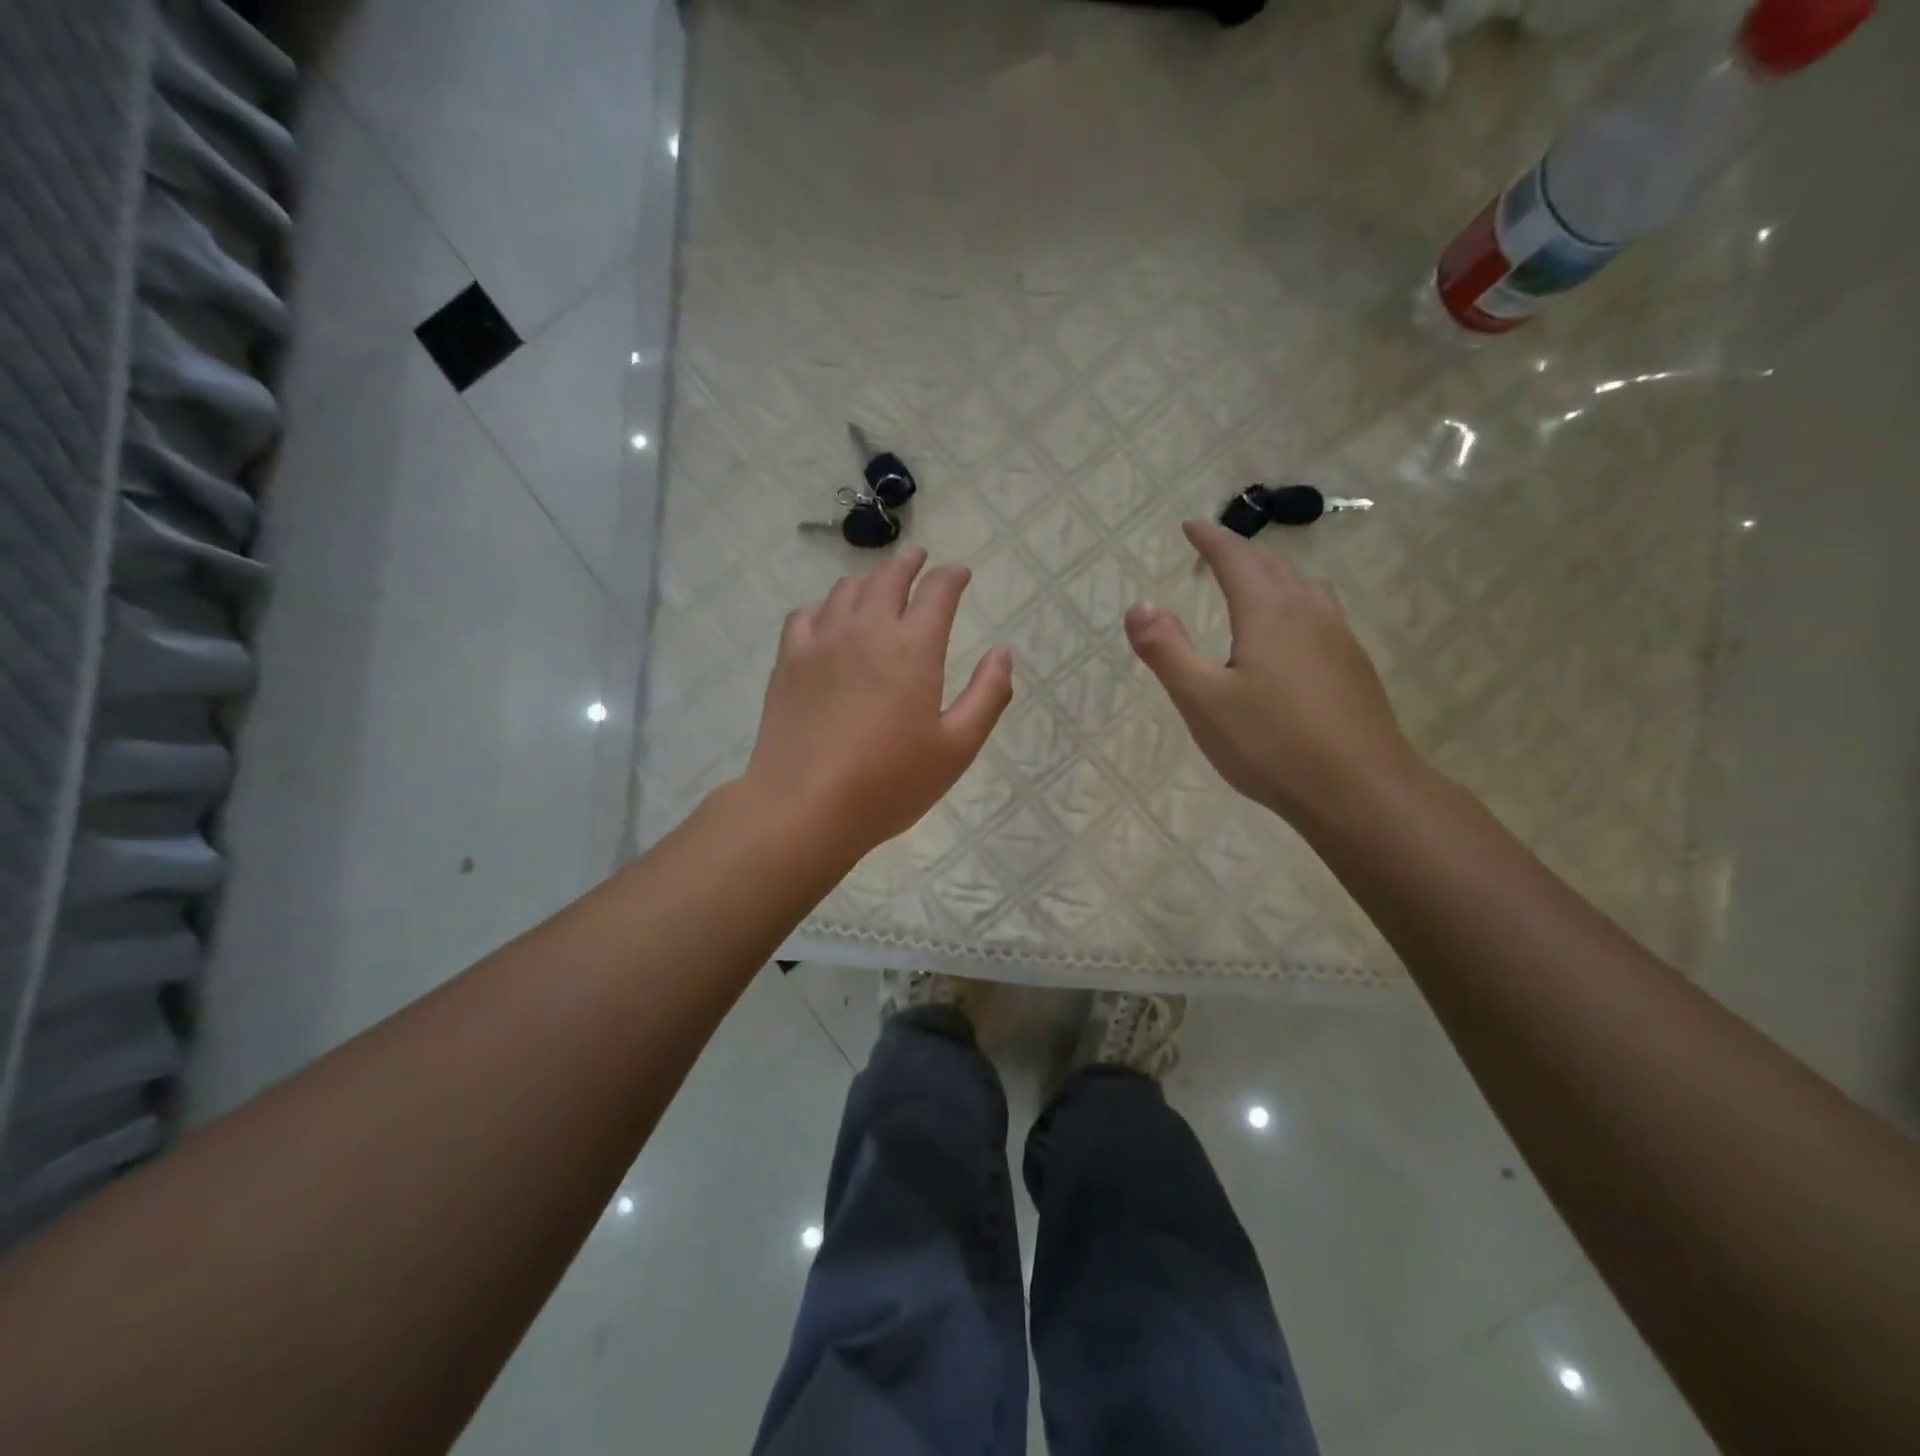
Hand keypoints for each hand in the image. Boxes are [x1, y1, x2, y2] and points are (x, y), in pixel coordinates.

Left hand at [741, 547, 1013, 858]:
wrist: (805, 806)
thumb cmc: (890, 783)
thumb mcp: (957, 748)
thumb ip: (988, 696)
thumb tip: (1002, 653)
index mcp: (913, 648)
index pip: (937, 591)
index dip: (952, 577)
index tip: (960, 574)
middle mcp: (867, 630)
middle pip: (888, 577)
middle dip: (910, 563)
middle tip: (920, 559)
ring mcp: (821, 642)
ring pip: (846, 590)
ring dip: (869, 580)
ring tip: (878, 585)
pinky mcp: (789, 661)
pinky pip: (806, 615)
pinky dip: (825, 606)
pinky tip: (829, 618)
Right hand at [1125, 521, 1416, 822]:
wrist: (1360, 790)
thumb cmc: (1270, 744)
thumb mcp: (1202, 700)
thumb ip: (1167, 650)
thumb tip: (1138, 606)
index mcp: (1268, 611)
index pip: (1236, 558)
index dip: (1211, 539)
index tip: (1190, 526)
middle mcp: (1308, 611)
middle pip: (1273, 566)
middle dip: (1241, 553)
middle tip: (1215, 551)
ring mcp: (1339, 637)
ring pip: (1303, 587)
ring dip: (1273, 575)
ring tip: (1254, 583)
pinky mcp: (1354, 666)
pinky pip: (1320, 613)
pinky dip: (1295, 603)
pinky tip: (1294, 633)